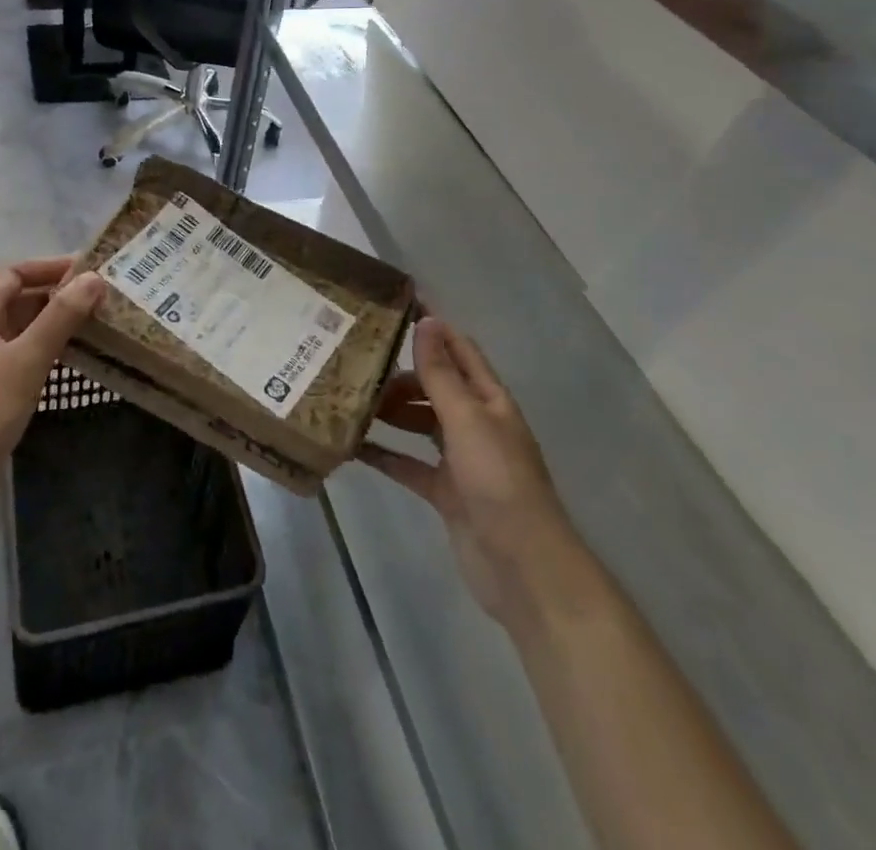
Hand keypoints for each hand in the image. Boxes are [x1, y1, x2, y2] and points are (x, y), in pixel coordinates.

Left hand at [0, 257, 103, 530]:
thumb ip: (60, 317)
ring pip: (19, 335)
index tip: (88, 271)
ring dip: (53, 327)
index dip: (48, 268)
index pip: (12, 275)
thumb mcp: (26, 360)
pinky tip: (71, 365)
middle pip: (16, 303)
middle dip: (56, 297)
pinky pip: (19, 362)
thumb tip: (93, 278)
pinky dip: (44, 356)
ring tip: (95, 327)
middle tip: (100, 300)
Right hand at [359, 318, 571, 625]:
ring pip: (420, 423)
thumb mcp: (467, 419)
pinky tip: (354, 447)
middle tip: (358, 366)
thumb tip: (428, 321)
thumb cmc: (499, 481)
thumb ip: (442, 373)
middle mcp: (476, 423)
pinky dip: (386, 454)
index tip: (395, 306)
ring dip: (391, 412)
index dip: (433, 327)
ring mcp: (461, 459)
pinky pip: (409, 464)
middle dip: (401, 374)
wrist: (523, 568)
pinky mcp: (446, 492)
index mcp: (490, 400)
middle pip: (435, 386)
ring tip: (351, 401)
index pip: (459, 350)